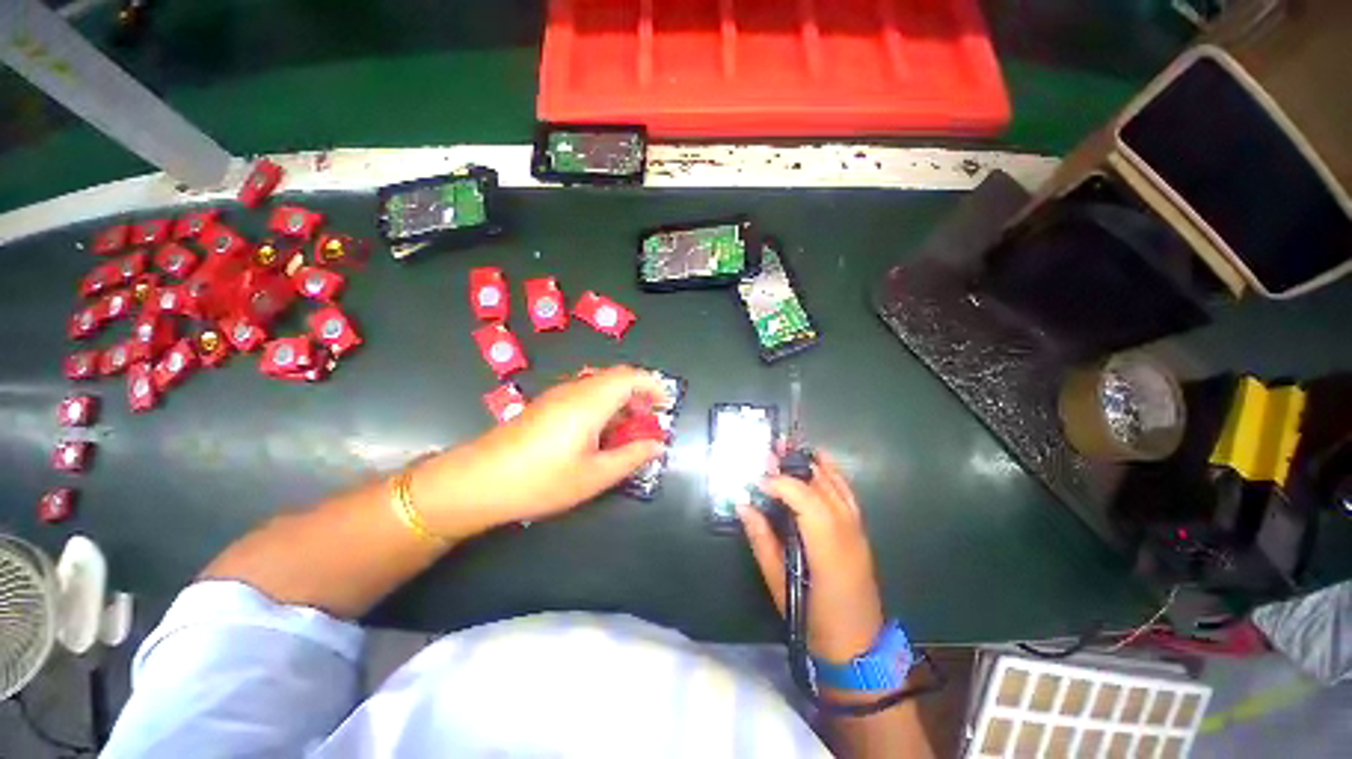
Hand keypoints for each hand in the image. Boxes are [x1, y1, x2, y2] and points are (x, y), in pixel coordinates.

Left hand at [413, 366, 667, 539]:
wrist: (478, 481)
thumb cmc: (542, 479)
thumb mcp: (595, 475)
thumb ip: (632, 457)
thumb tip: (658, 445)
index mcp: (591, 401)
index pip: (630, 376)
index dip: (653, 385)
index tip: (665, 406)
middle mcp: (576, 389)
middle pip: (616, 378)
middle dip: (639, 395)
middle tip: (649, 422)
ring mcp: (558, 395)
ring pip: (600, 385)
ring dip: (620, 401)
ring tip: (627, 431)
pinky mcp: (547, 405)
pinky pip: (584, 394)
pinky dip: (603, 406)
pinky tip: (599, 434)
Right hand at [738, 452, 885, 661]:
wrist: (858, 648)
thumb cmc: (814, 621)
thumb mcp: (779, 584)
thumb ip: (761, 540)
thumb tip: (743, 504)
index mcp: (829, 552)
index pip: (807, 503)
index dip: (782, 484)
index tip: (758, 479)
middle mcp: (848, 534)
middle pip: (822, 488)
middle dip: (793, 467)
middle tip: (768, 453)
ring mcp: (858, 531)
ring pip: (836, 486)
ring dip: (811, 464)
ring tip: (788, 448)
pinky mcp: (860, 531)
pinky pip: (847, 494)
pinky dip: (833, 473)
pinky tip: (820, 459)